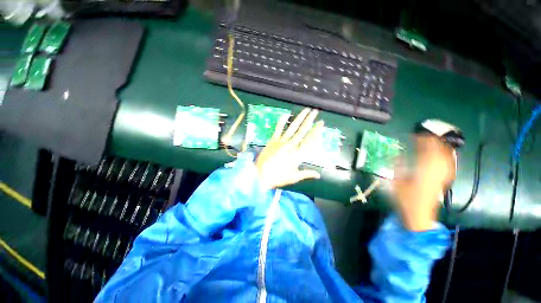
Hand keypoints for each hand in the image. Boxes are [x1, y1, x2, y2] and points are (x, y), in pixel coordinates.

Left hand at [255, 108, 323, 189]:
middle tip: (315, 111)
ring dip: (299, 118)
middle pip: (302, 131)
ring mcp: (281, 142)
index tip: (320, 123)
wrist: (261, 176)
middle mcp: (291, 146)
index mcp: (298, 155)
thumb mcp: (294, 177)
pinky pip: (278, 129)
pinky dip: (282, 121)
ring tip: (305, 110)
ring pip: (292, 128)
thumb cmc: (278, 177)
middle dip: (309, 120)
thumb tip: (318, 175)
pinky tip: (286, 114)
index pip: (310, 140)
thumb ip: (307, 174)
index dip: (316, 131)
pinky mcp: (273, 140)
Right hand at [392, 135, 455, 230]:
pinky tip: (442, 153)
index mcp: (425, 170)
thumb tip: (396, 155)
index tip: (414, 134)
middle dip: (432, 140)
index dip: (421, 140)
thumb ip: (398, 167)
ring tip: (432, 140)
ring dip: (440, 146)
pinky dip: (445, 155)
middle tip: (423, 135)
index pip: (426, 150)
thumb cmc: (407, 199)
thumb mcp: (397, 182)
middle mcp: (437, 170)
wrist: (420, 215)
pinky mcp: (444, 179)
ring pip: (446, 155)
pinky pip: (448, 162)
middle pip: (439, 150)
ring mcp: (443, 175)